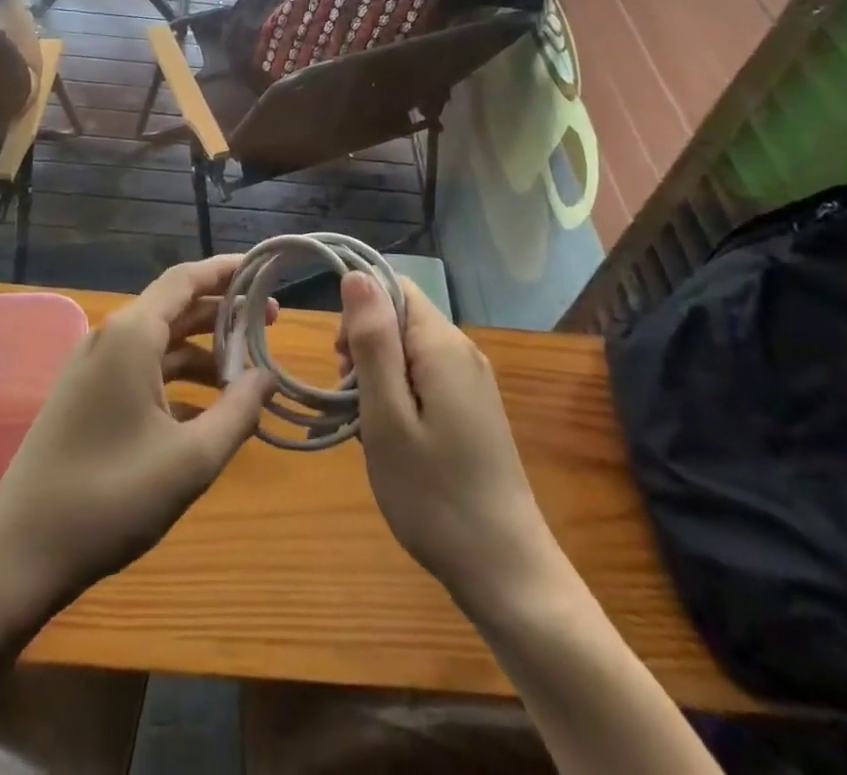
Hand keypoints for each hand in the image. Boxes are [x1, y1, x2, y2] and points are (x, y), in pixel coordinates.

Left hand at [0, 256, 276, 607]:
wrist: (19, 554)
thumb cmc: (110, 499)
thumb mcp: (191, 459)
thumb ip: (239, 411)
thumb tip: (268, 377)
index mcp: (131, 335)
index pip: (186, 279)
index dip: (227, 271)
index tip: (266, 271)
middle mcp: (110, 339)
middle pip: (175, 307)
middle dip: (223, 313)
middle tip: (270, 325)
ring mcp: (93, 368)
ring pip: (159, 342)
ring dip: (203, 351)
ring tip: (247, 373)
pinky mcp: (85, 397)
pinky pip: (141, 370)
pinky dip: (178, 379)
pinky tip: (207, 411)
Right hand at [339, 272, 558, 613]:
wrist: (505, 571)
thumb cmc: (434, 494)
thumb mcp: (387, 416)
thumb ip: (372, 341)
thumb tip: (358, 275)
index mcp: (443, 344)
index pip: (394, 286)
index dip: (358, 309)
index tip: (340, 358)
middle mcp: (462, 351)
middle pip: (400, 318)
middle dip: (364, 347)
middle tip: (349, 400)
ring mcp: (471, 382)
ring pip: (408, 352)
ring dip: (377, 377)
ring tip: (366, 427)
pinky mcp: (472, 410)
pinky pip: (424, 379)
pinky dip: (397, 397)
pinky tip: (390, 439)